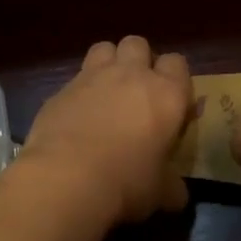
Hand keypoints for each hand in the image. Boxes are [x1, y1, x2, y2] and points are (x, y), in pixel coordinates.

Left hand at [18, 36, 193, 225]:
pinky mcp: (61, 88)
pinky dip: (79, 91)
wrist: (68, 178)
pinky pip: (75, 78)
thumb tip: (178, 196)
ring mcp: (93, 77)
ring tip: (106, 92)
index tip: (170, 102)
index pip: (177, 63)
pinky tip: (76, 116)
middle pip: (138, 44)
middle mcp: (131, 75)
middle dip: (139, 60)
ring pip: (104, 48)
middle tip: (136, 91)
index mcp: (166, 93)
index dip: (174, 79)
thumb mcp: (160, 192)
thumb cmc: (127, 182)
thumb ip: (172, 186)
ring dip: (108, 63)